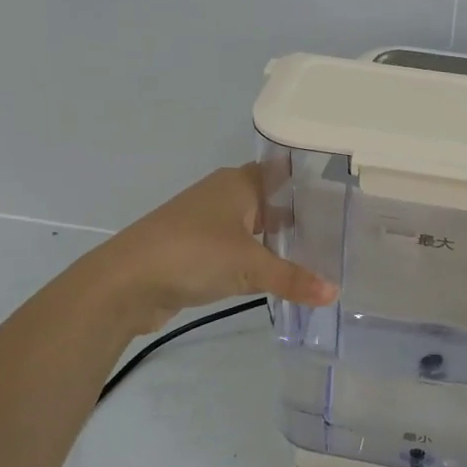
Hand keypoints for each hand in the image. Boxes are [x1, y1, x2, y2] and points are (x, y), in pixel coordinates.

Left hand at [91, 165, 336, 335]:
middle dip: (298, 216)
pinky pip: (236, 251)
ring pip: (252, 228)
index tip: (340, 195)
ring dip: (276, 241)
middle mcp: (222, 196)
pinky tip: (277, 276)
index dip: (308, 182)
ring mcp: (206, 224)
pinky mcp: (195, 251)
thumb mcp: (249, 266)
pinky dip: (255, 261)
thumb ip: (293, 279)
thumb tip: (335, 294)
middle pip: (269, 201)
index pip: (281, 173)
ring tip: (316, 256)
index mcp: (237, 183)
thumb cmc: (193, 254)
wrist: (125, 282)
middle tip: (338, 232)